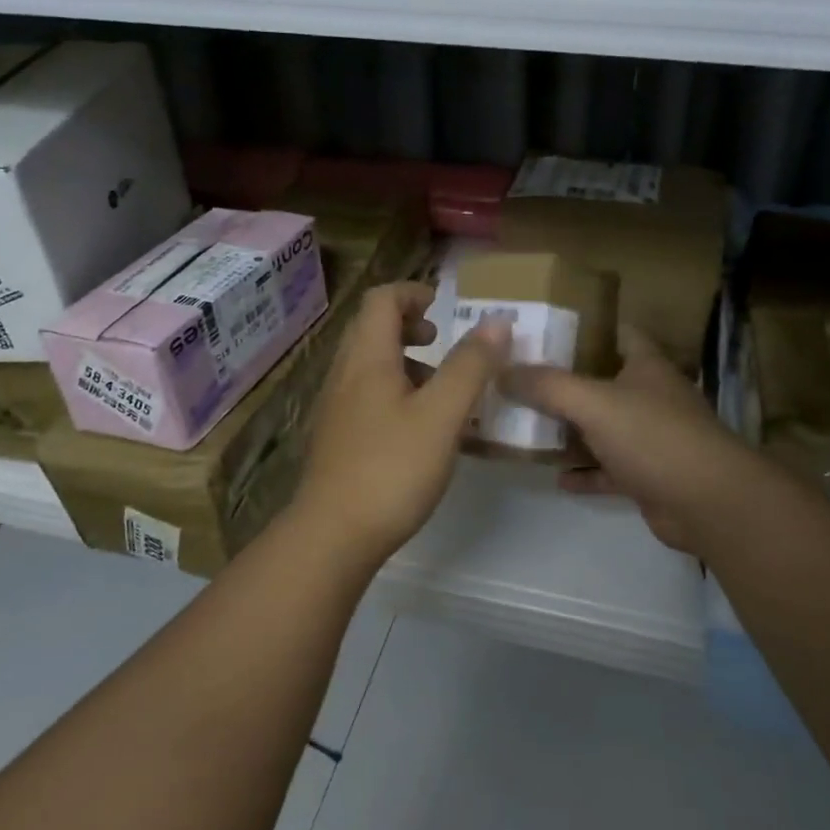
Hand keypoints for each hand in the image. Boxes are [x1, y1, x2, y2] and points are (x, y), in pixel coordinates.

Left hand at [289, 281, 510, 568]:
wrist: (333, 536)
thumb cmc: (392, 468)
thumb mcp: (442, 415)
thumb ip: (470, 366)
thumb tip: (496, 322)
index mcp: (367, 359)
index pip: (382, 300)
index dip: (414, 293)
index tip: (445, 309)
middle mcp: (345, 375)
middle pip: (372, 329)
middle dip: (410, 326)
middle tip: (443, 344)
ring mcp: (337, 408)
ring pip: (370, 365)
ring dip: (405, 362)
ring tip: (441, 390)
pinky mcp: (338, 438)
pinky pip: (367, 395)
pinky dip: (396, 392)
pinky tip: (421, 429)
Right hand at [501, 326, 767, 553]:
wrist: (708, 503)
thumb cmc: (653, 436)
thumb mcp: (594, 403)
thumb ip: (548, 386)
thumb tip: (502, 371)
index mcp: (646, 366)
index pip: (618, 333)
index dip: (585, 328)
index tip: (545, 330)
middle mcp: (650, 397)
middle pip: (603, 382)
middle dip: (565, 383)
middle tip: (520, 381)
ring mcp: (651, 439)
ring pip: (603, 429)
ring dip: (571, 431)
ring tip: (527, 428)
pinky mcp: (649, 476)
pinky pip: (608, 470)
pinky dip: (585, 473)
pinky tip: (555, 478)